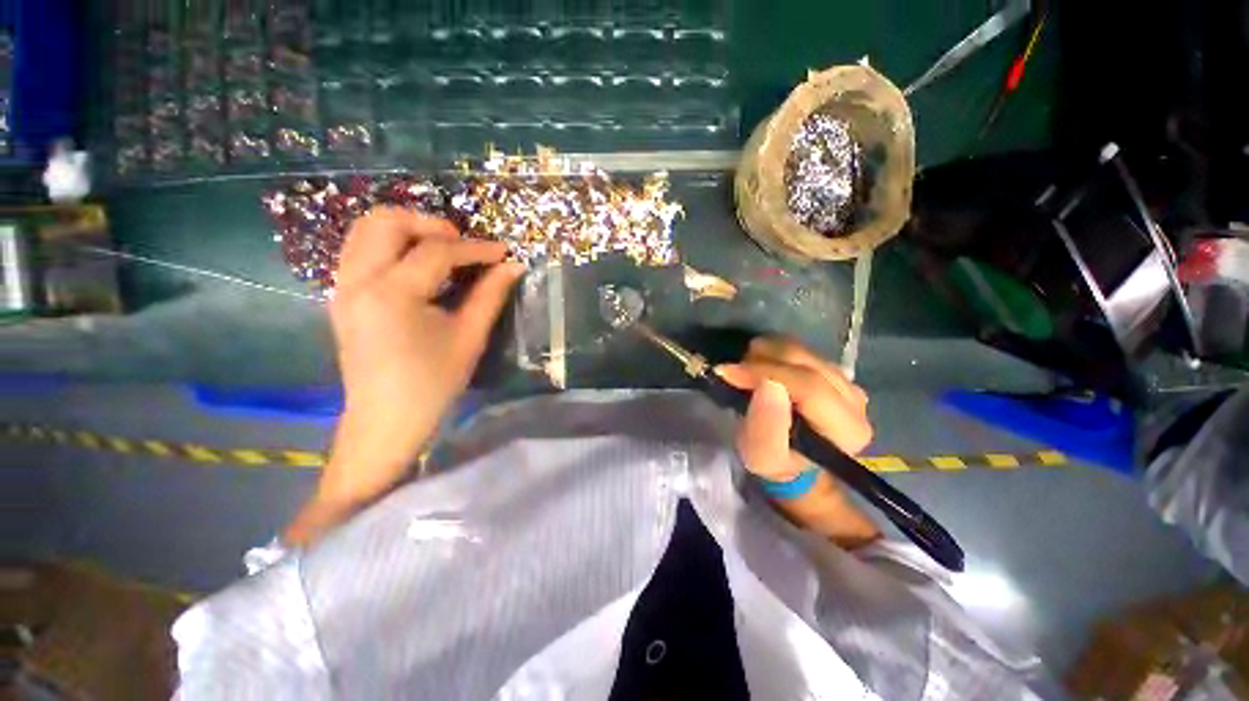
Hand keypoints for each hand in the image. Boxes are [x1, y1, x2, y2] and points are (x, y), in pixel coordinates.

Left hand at [321, 208, 523, 504]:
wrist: (386, 419)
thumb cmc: (433, 383)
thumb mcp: (469, 337)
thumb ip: (490, 295)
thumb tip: (513, 266)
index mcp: (392, 295)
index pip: (436, 252)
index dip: (475, 248)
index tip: (502, 251)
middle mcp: (358, 281)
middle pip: (385, 222)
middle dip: (430, 224)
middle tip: (463, 244)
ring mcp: (343, 287)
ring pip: (366, 230)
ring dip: (407, 230)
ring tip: (443, 250)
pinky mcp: (342, 296)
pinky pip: (361, 250)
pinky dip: (391, 245)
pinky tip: (419, 267)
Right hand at [717, 336, 871, 479]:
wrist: (791, 458)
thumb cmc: (776, 461)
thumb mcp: (762, 456)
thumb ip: (765, 427)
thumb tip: (767, 384)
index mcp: (848, 429)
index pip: (809, 387)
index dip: (766, 373)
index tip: (729, 373)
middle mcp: (855, 400)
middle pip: (806, 363)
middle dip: (762, 361)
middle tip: (734, 372)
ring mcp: (848, 381)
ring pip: (802, 351)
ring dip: (766, 355)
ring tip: (746, 371)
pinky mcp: (835, 370)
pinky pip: (801, 349)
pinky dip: (774, 352)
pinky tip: (761, 366)